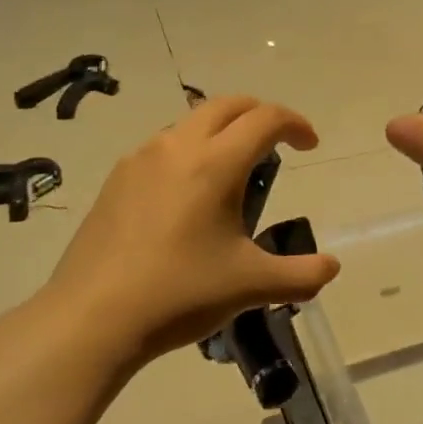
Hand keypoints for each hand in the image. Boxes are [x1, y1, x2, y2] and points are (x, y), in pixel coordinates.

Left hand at [44, 97, 341, 364]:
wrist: (91, 318)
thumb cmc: (180, 293)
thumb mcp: (251, 286)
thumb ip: (301, 275)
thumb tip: (331, 267)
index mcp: (215, 163)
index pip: (265, 119)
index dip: (295, 124)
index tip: (309, 145)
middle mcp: (178, 147)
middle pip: (228, 105)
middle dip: (260, 114)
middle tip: (277, 143)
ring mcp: (141, 159)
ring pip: (191, 122)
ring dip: (222, 131)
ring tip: (233, 172)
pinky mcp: (116, 179)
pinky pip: (164, 146)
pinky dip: (190, 151)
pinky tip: (188, 196)